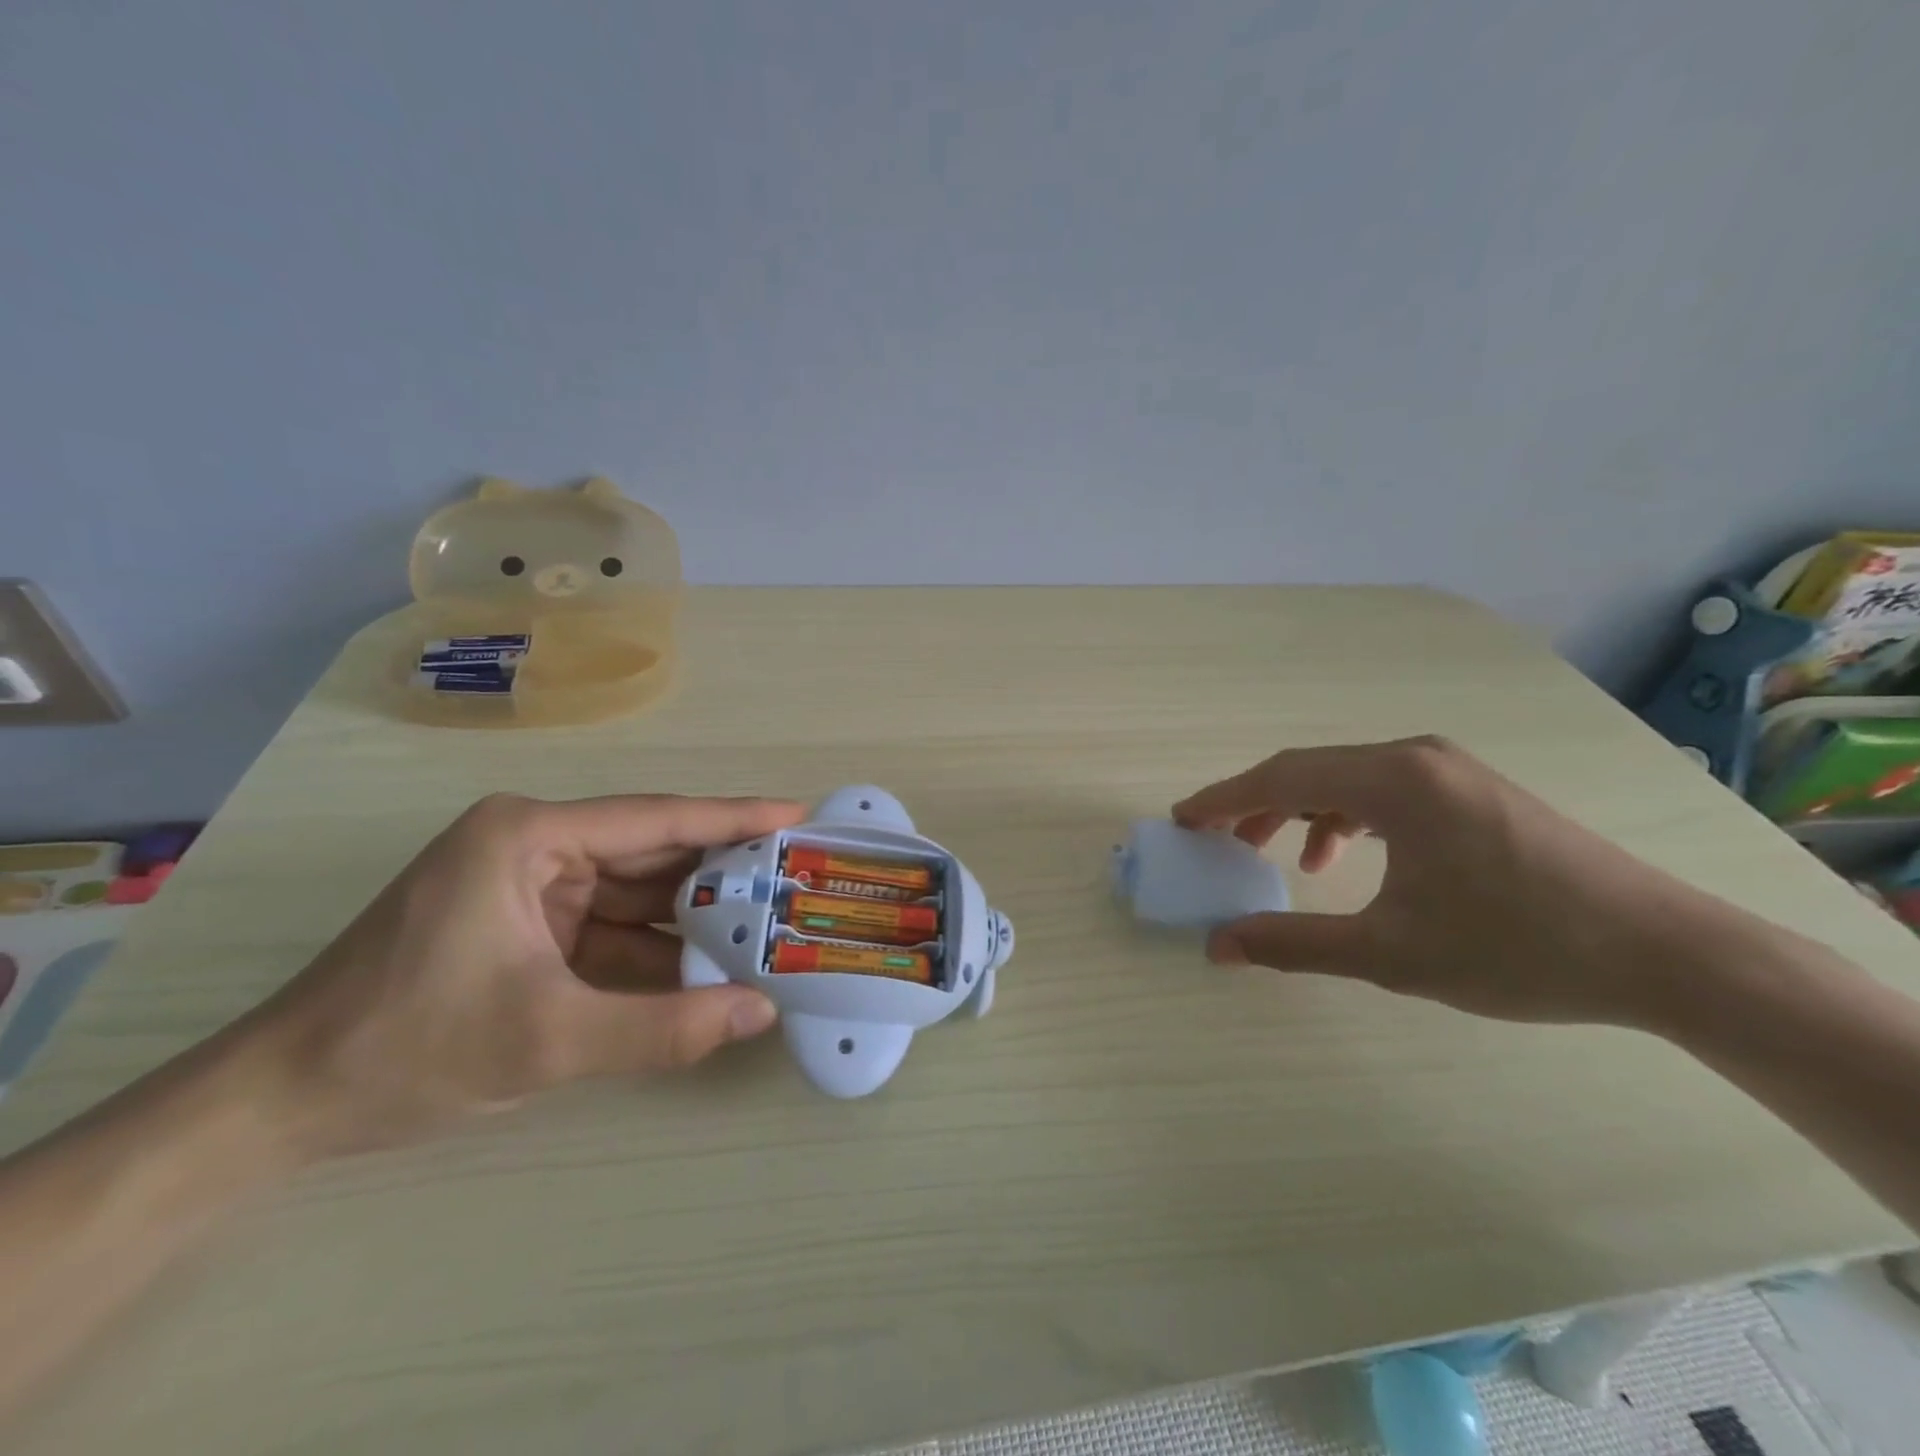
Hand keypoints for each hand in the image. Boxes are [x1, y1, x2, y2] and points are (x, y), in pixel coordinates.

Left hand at [246, 792, 804, 1154]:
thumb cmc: (406, 1047)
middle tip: (794, 878)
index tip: (796, 814)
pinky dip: (653, 948)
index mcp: (529, 836)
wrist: (277, 1106)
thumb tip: (761, 1012)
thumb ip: (664, 1026)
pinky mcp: (524, 923)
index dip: (734, 817)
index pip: (655, 818)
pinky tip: (705, 967)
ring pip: (633, 892)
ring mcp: (527, 884)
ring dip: (691, 916)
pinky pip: (608, 926)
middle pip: (650, 851)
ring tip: (766, 925)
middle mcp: (532, 844)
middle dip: (721, 871)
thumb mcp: (547, 1039)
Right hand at [1173, 736, 1733, 1028]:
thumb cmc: (1516, 947)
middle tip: (1218, 840)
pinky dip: (1345, 816)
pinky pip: (1383, 790)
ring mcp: (1448, 769)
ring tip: (1278, 854)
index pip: (1280, 777)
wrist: (1663, 953)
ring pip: (1345, 779)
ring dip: (1300, 810)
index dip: (1222, 800)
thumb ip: (1293, 944)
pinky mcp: (1471, 790)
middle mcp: (1414, 757)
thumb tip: (1218, 945)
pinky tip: (1346, 856)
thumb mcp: (1389, 953)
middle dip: (1255, 805)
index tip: (1182, 820)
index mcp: (1391, 780)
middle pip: (1308, 770)